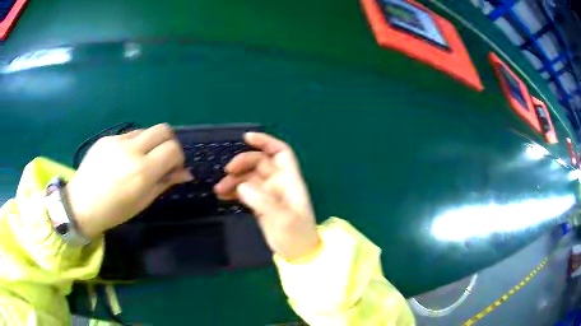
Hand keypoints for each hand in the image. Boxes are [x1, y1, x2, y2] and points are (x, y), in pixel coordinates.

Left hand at [66, 123, 193, 237]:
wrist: (81, 204)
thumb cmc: (114, 211)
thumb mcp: (142, 201)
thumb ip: (164, 182)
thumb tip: (185, 173)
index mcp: (143, 171)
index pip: (173, 149)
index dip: (179, 156)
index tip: (174, 167)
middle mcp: (132, 150)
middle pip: (163, 129)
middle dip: (169, 141)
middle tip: (163, 157)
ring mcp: (117, 140)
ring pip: (145, 130)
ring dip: (150, 142)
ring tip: (140, 160)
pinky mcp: (107, 137)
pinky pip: (128, 135)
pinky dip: (133, 144)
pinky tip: (123, 160)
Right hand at [214, 132, 320, 261]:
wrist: (297, 253)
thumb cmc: (296, 235)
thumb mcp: (283, 218)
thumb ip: (263, 201)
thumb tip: (241, 186)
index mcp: (289, 180)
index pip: (280, 152)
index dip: (265, 142)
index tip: (246, 138)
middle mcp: (279, 183)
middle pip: (259, 163)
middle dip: (242, 163)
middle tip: (226, 171)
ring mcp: (268, 194)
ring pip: (249, 178)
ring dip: (233, 179)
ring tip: (218, 189)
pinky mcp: (260, 205)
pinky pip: (244, 192)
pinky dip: (233, 191)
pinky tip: (221, 196)